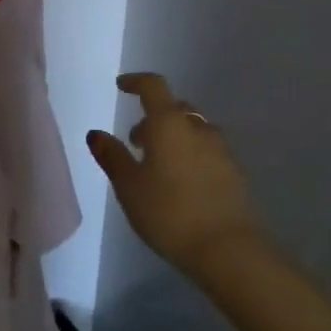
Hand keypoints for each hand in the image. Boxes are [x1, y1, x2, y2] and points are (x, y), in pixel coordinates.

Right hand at [87, 72, 267, 280]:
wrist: (227, 248)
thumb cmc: (169, 212)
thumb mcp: (129, 186)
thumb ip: (112, 156)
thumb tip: (96, 134)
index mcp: (169, 122)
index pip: (152, 86)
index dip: (135, 81)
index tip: (122, 86)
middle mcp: (197, 127)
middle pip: (174, 108)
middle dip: (153, 117)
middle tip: (136, 141)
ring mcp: (220, 148)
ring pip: (193, 129)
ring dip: (174, 136)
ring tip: (159, 164)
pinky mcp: (234, 171)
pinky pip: (208, 150)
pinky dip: (192, 154)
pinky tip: (184, 182)